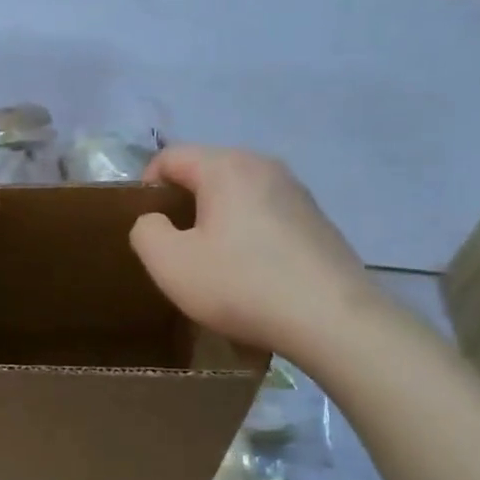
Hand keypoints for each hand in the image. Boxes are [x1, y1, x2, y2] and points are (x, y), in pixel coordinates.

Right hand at [130, 146, 386, 369]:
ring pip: (237, 195)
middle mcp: (264, 166)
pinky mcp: (317, 221)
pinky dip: (248, 235)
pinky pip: (265, 216)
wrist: (334, 322)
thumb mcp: (169, 263)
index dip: (147, 189)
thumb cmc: (241, 284)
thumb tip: (155, 220)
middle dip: (183, 205)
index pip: (169, 158)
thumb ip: (145, 231)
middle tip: (176, 249)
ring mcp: (297, 192)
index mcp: (226, 166)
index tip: (148, 229)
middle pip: (205, 172)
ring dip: (216, 221)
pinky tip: (252, 274)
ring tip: (213, 264)